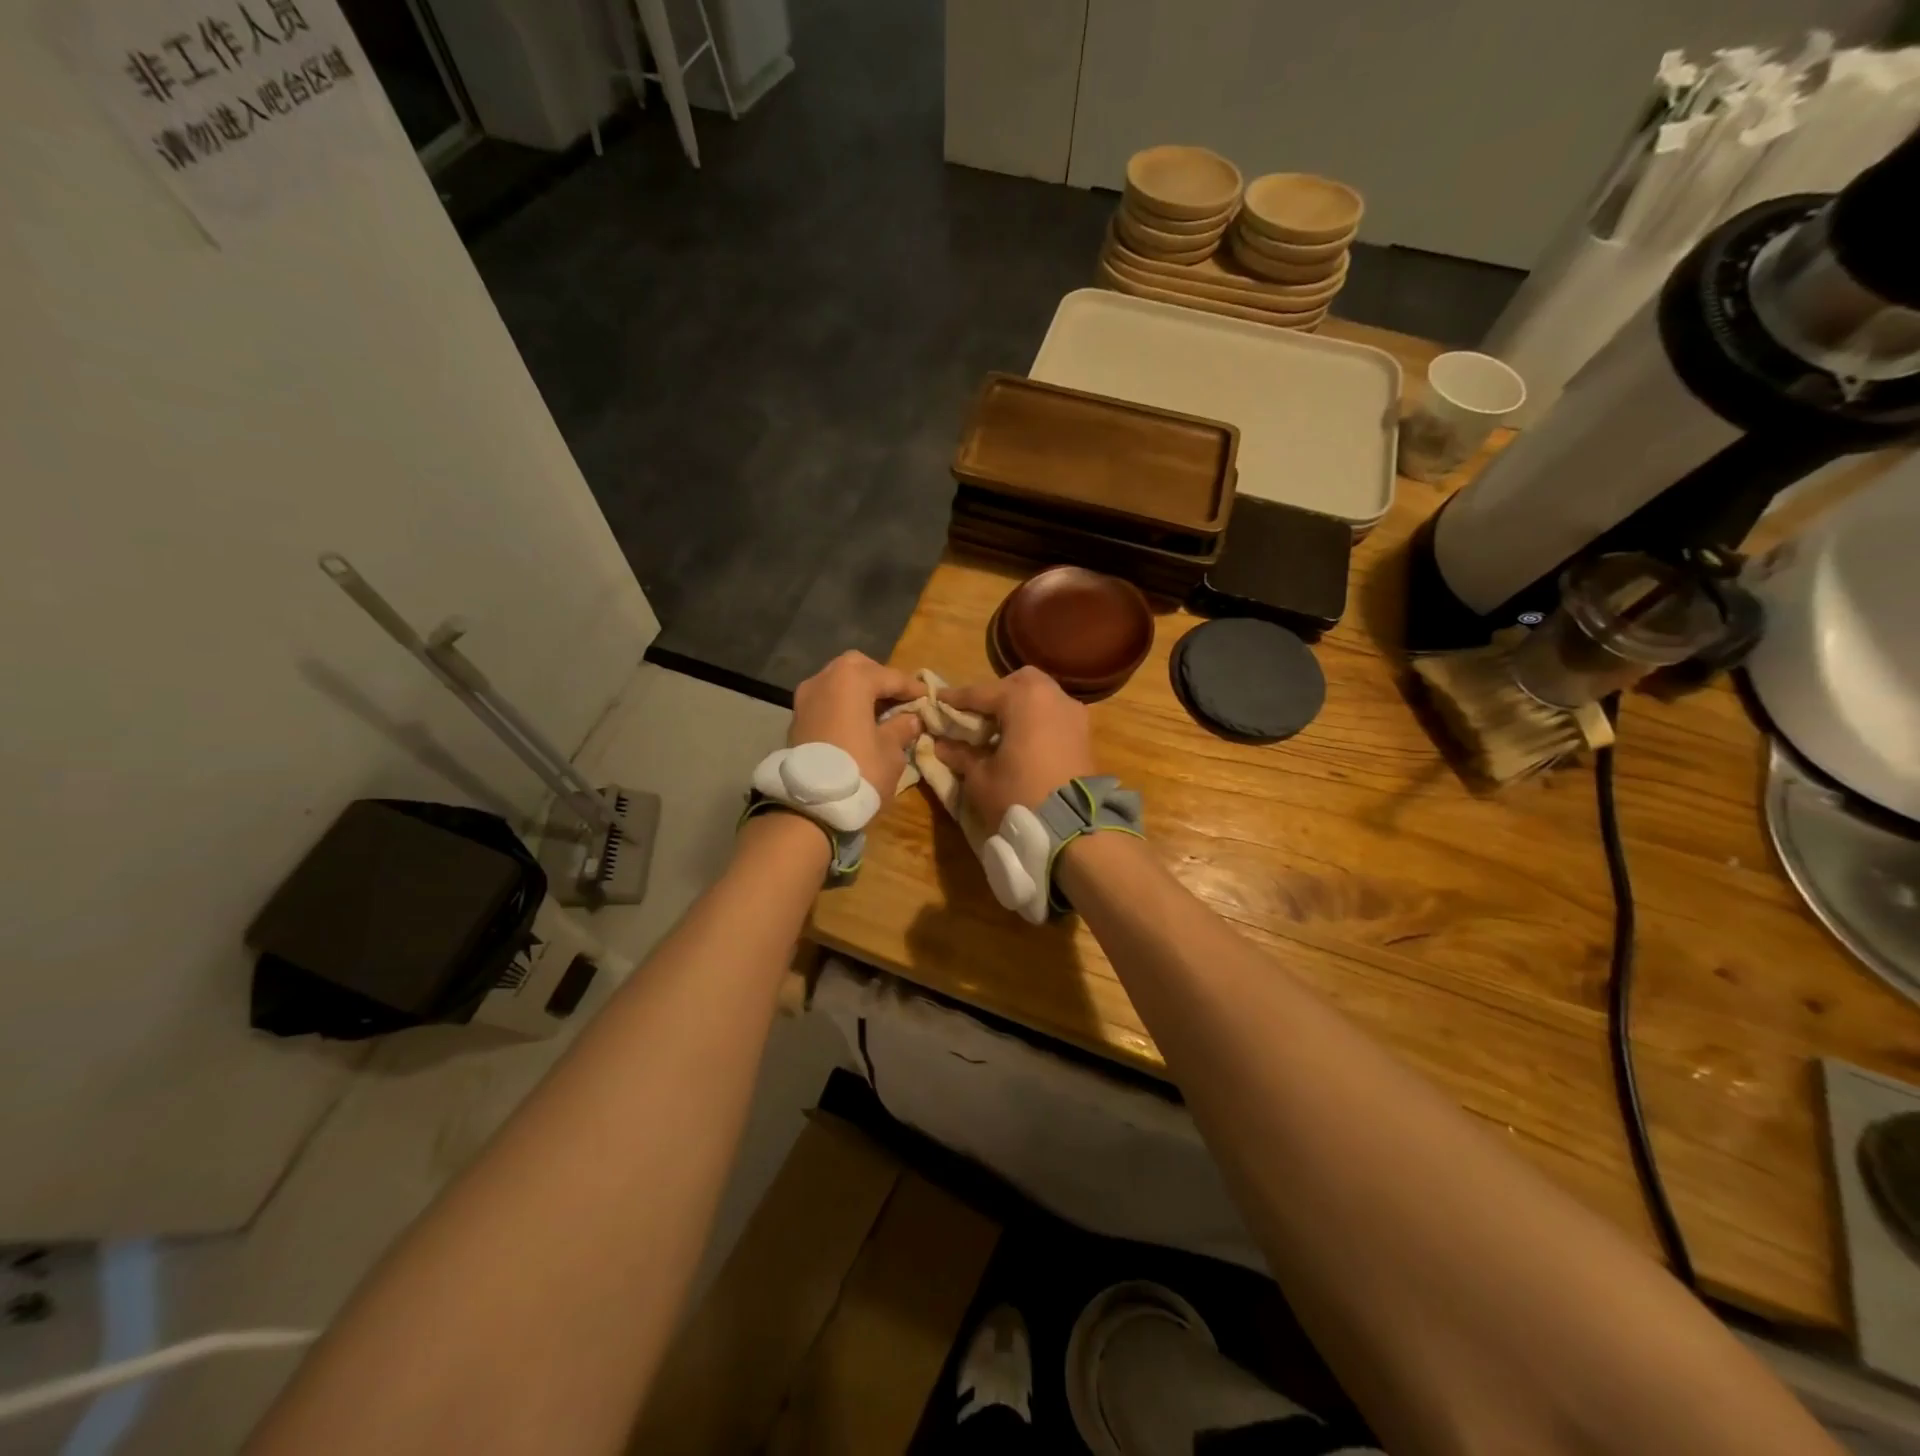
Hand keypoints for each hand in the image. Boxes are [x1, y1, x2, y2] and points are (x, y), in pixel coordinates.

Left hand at [789, 650, 923, 798]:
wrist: (809, 806)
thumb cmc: (859, 771)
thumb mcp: (891, 752)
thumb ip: (901, 728)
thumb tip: (910, 719)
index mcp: (852, 680)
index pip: (890, 676)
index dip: (912, 688)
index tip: (928, 698)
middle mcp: (824, 679)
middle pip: (857, 668)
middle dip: (880, 679)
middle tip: (899, 698)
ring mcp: (805, 698)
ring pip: (837, 682)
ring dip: (858, 691)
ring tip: (879, 712)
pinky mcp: (796, 718)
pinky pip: (825, 700)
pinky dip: (842, 704)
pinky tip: (857, 722)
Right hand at [933, 668, 1097, 827]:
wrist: (1073, 828)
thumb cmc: (1019, 795)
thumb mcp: (980, 777)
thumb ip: (960, 754)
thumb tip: (941, 744)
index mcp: (1023, 698)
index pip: (980, 693)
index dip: (955, 699)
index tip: (937, 701)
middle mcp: (1052, 696)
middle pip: (1018, 682)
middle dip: (995, 694)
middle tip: (976, 716)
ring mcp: (1074, 713)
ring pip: (1041, 696)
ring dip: (1019, 707)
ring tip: (999, 731)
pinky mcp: (1085, 734)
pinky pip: (1054, 715)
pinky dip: (1037, 720)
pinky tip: (1022, 742)